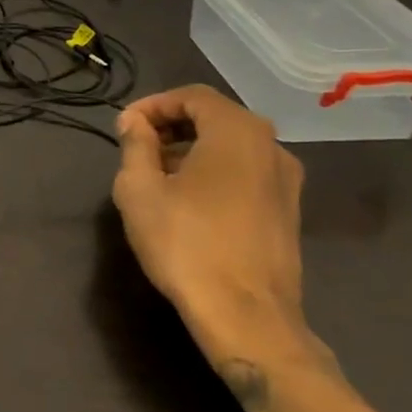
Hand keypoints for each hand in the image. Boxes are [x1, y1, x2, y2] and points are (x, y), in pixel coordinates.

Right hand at [111, 85, 314, 363]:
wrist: (246, 315)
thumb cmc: (185, 243)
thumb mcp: (139, 188)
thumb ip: (135, 144)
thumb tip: (135, 122)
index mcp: (237, 132)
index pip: (192, 96)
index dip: (153, 105)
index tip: (123, 127)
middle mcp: (271, 146)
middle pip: (215, 117)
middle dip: (171, 126)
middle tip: (136, 147)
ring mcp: (286, 180)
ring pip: (232, 146)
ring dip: (191, 149)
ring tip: (156, 174)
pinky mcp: (288, 210)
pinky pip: (246, 171)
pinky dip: (214, 170)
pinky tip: (187, 200)